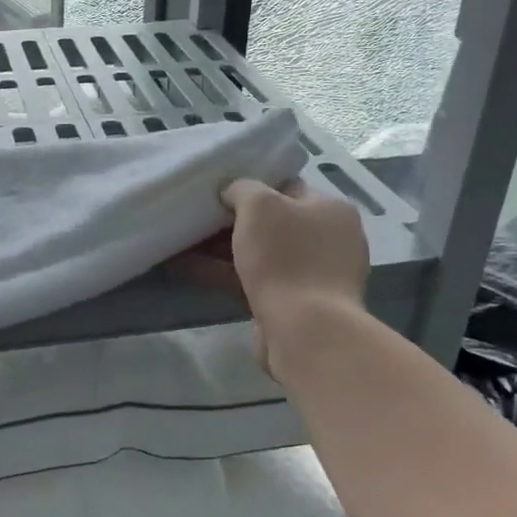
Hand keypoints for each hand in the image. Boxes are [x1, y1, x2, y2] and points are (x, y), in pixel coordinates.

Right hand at [175, 179, 367, 371]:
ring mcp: (314, 275)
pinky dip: (227, 274)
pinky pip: (256, 280)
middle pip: (274, 223)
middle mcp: (330, 240)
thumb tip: (231, 192)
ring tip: (184, 243)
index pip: (288, 187)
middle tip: (199, 217)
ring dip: (224, 250)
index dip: (253, 187)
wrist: (305, 330)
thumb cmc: (286, 257)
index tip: (220, 191)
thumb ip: (242, 188)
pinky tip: (190, 268)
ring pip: (262, 254)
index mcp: (332, 210)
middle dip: (234, 221)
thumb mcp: (259, 205)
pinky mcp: (296, 305)